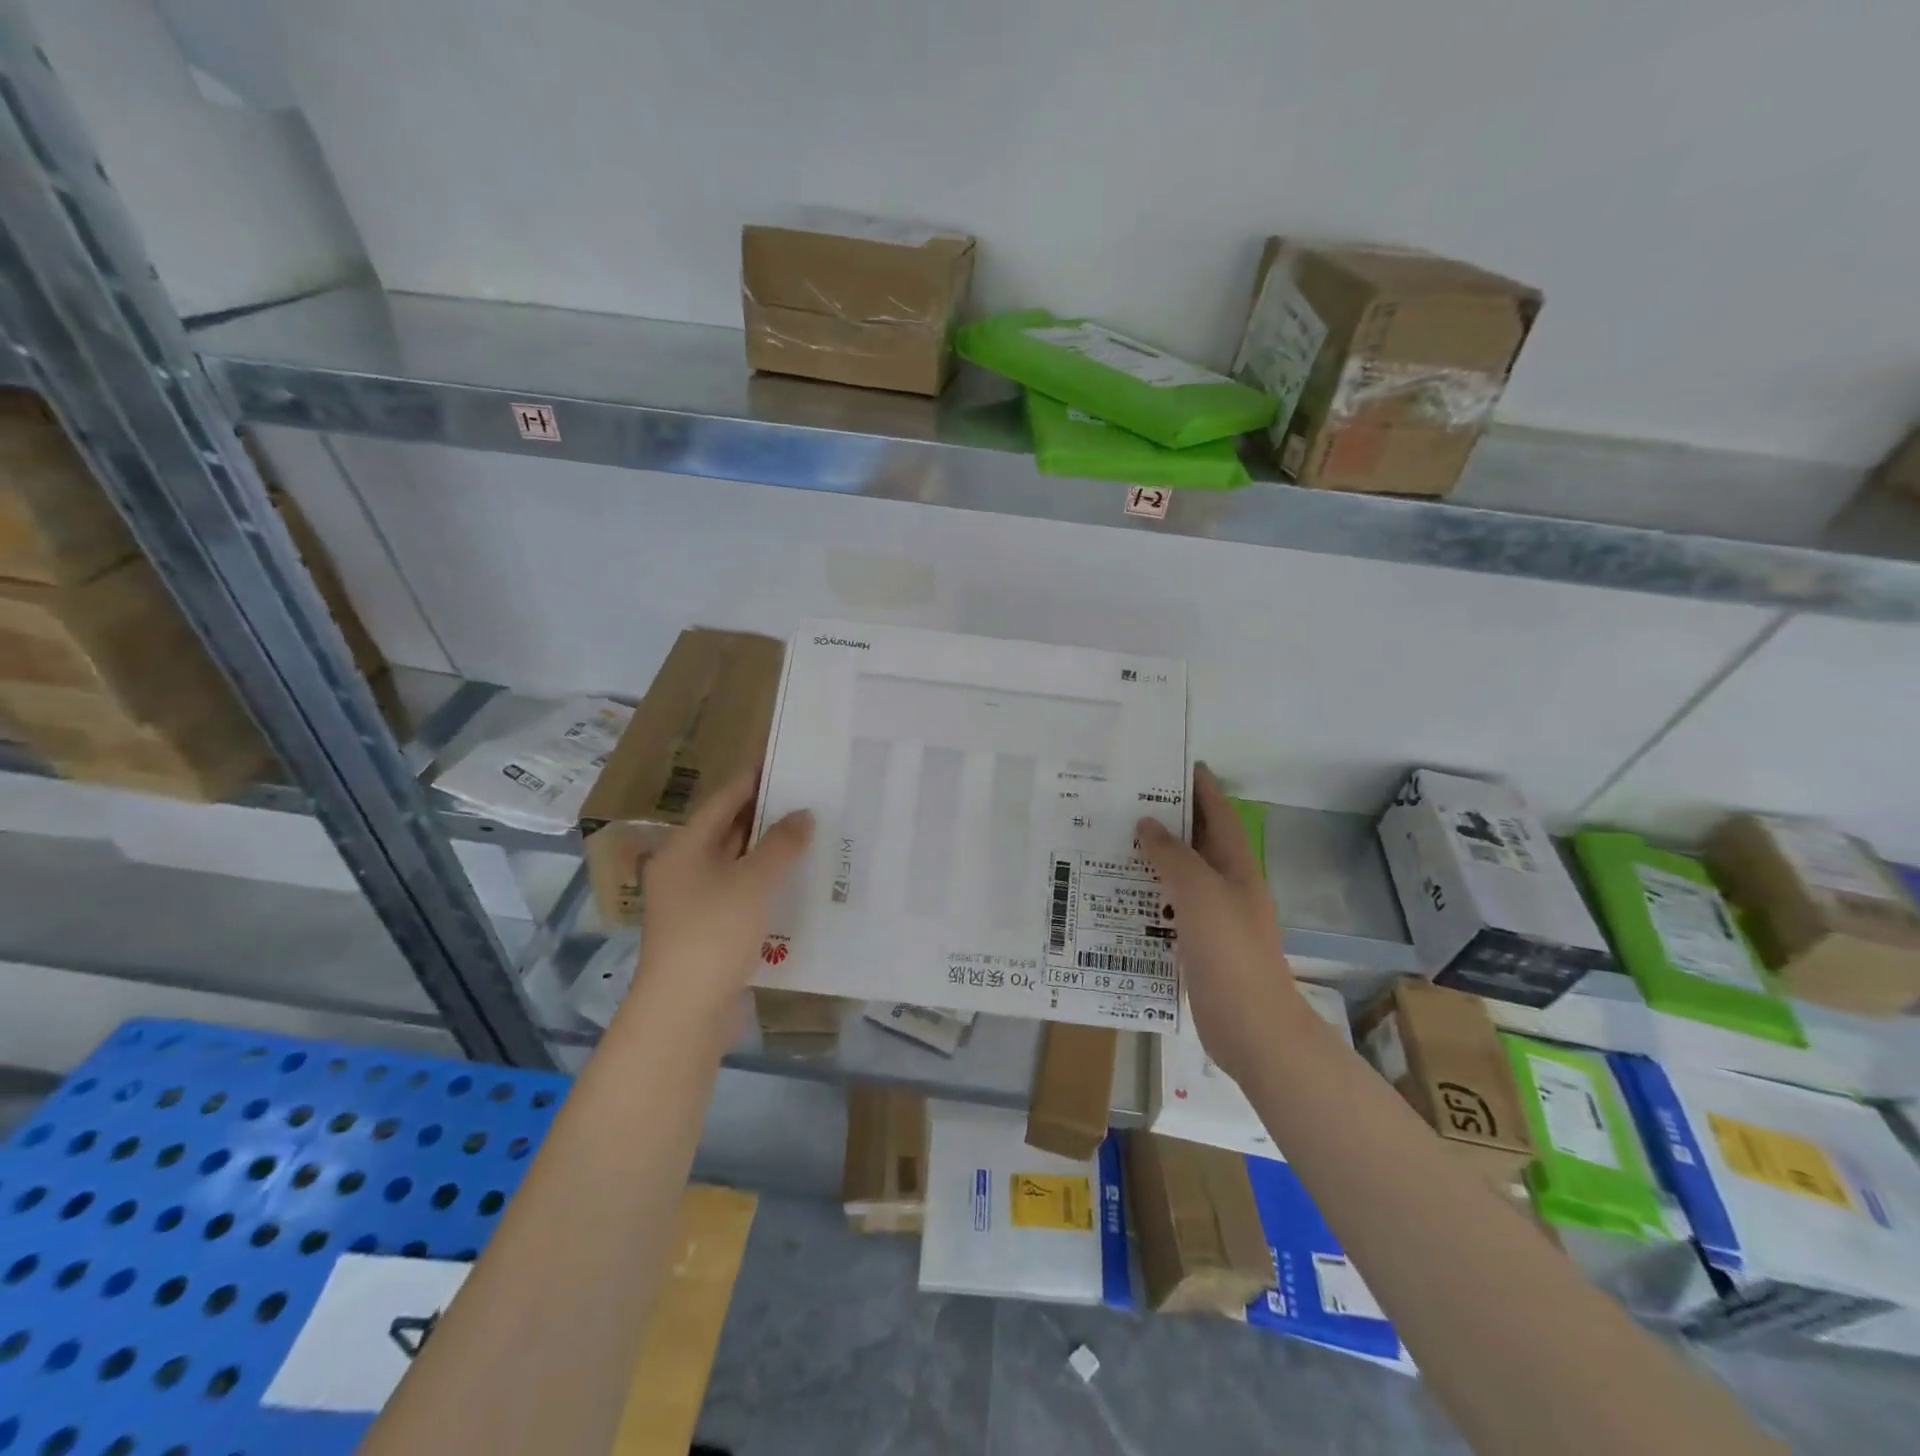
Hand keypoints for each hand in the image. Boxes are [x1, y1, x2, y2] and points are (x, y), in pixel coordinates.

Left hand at [618, 769, 812, 1048]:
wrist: (685, 1012)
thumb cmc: (713, 933)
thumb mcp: (752, 882)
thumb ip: (780, 844)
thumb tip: (803, 814)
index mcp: (684, 849)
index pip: (723, 801)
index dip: (754, 779)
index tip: (788, 762)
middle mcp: (685, 870)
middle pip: (729, 831)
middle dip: (769, 816)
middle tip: (812, 798)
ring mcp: (696, 903)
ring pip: (739, 865)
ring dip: (772, 852)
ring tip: (815, 835)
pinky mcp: (711, 931)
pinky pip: (744, 894)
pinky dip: (769, 884)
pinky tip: (801, 881)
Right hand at [1135, 764, 1302, 1084]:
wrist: (1251, 1028)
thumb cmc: (1230, 951)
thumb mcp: (1199, 893)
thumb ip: (1172, 856)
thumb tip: (1147, 824)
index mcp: (1236, 867)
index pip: (1217, 813)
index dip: (1199, 786)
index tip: (1170, 763)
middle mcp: (1226, 886)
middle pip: (1196, 842)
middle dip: (1166, 820)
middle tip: (1123, 801)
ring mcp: (1213, 918)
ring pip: (1179, 877)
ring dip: (1151, 859)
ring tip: (1110, 841)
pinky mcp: (1197, 946)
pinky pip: (1168, 910)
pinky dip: (1146, 897)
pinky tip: (1117, 896)